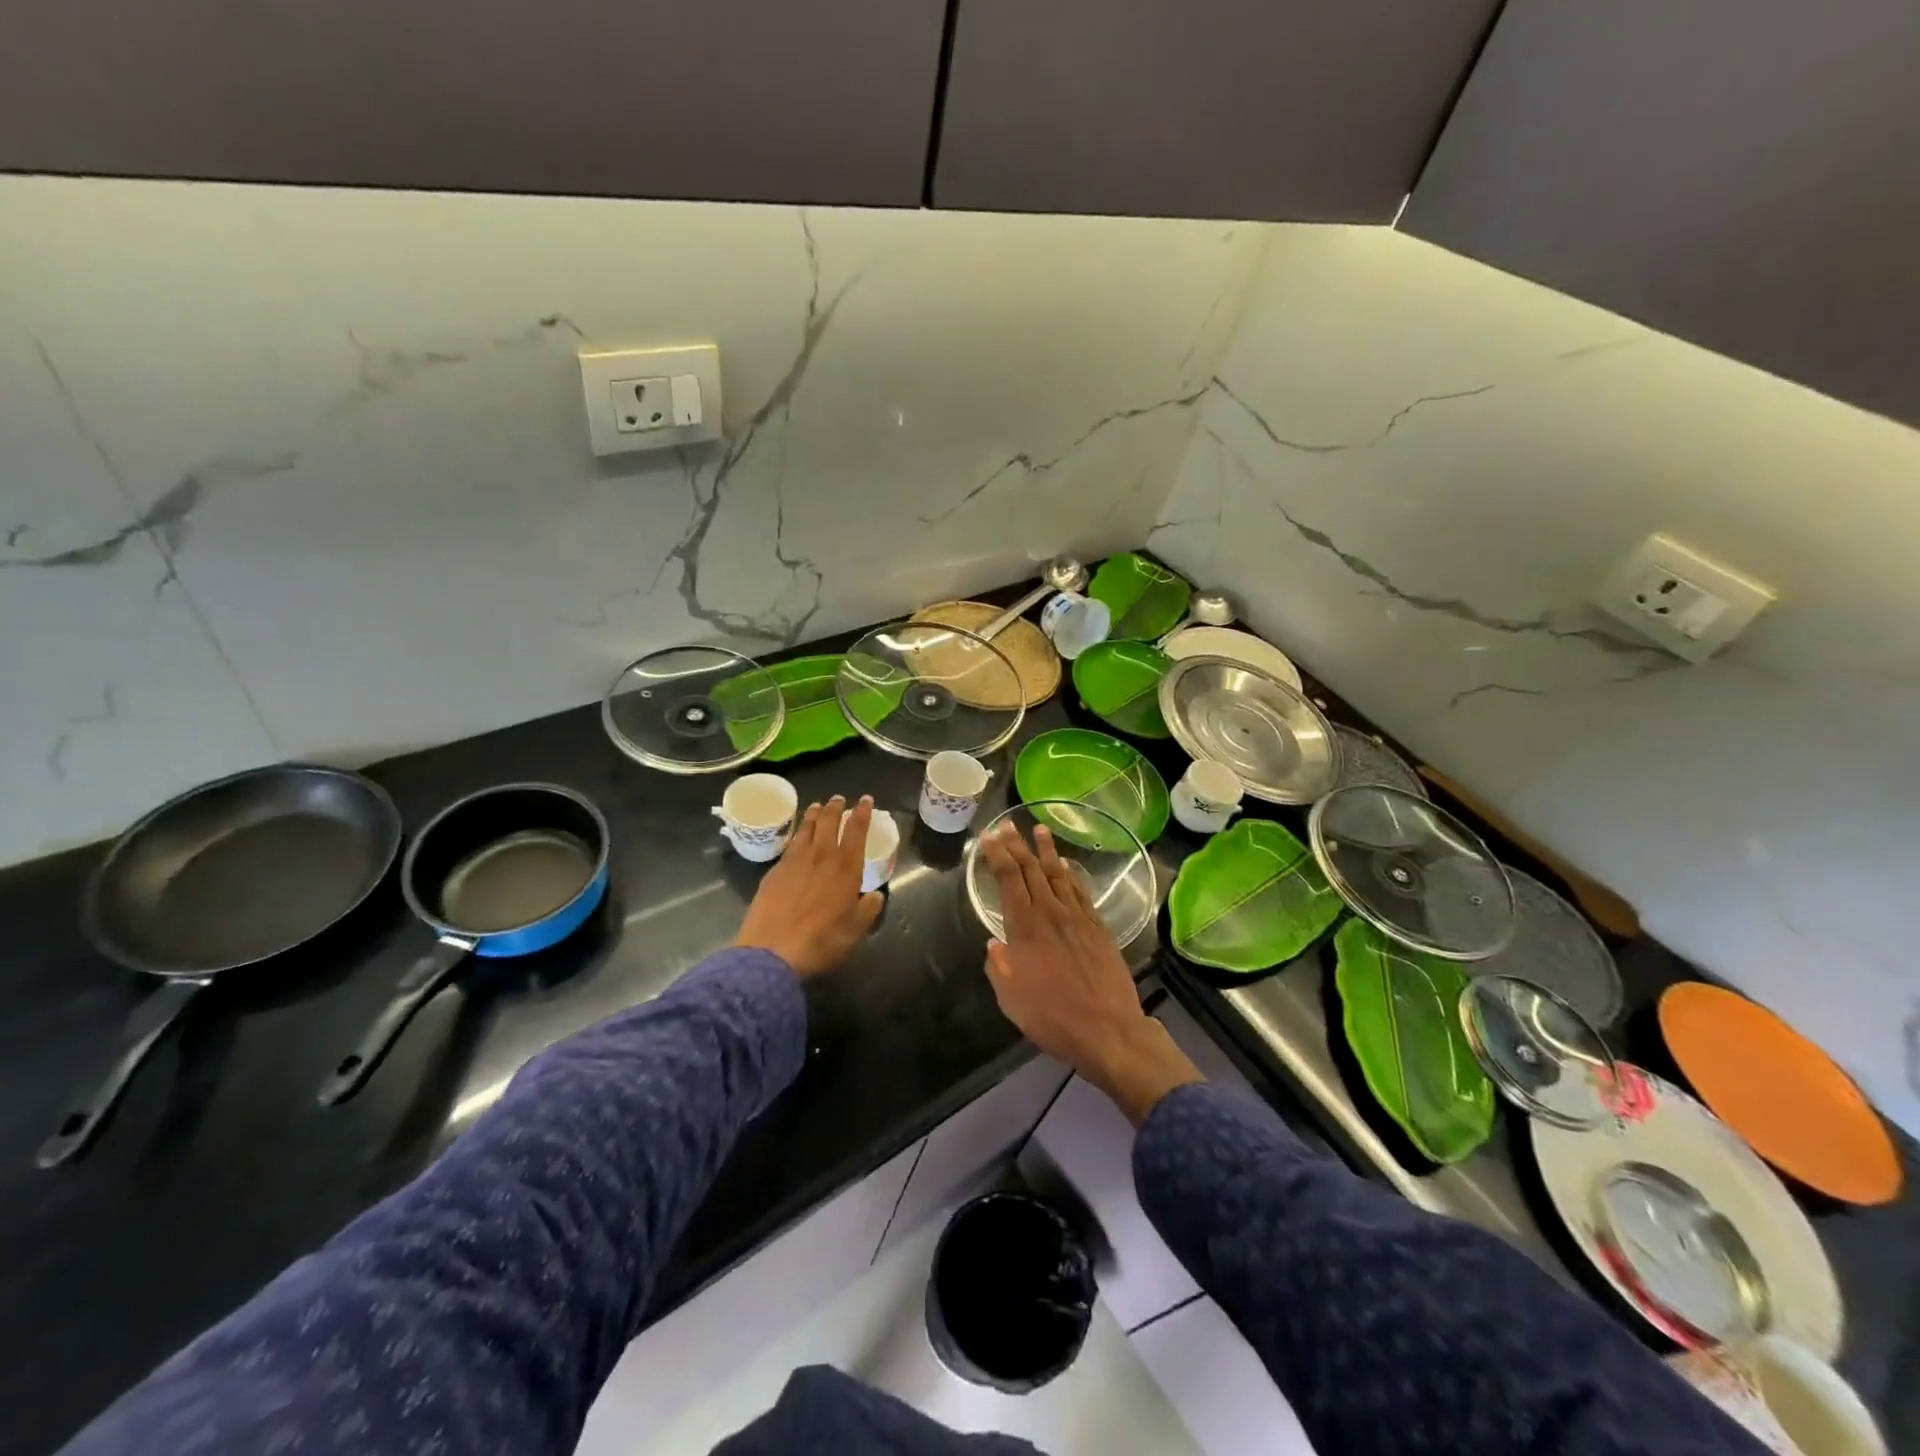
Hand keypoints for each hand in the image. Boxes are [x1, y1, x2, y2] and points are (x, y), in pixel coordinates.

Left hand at [735, 795, 884, 978]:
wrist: (772, 951)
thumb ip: (868, 909)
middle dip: (836, 807)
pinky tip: (798, 837)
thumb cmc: (822, 941)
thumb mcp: (855, 930)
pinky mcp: (774, 871)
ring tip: (818, 806)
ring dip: (814, 814)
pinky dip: (798, 834)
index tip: (866, 800)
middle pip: (829, 822)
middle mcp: (821, 856)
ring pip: (807, 828)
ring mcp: (794, 861)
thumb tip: (875, 896)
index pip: (857, 830)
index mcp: (846, 868)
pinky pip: (790, 844)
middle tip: (839, 798)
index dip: (863, 813)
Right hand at [980, 822, 1200, 1124]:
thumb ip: (999, 966)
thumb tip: (994, 944)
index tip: (989, 836)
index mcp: (1026, 928)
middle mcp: (1051, 914)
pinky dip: (1072, 874)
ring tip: (1039, 829)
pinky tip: (1067, 865)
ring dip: (1047, 850)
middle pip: (1032, 870)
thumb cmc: (1052, 1016)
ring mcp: (1078, 918)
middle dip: (1018, 845)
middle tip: (1008, 824)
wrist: (1108, 1030)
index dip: (998, 855)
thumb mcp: (1010, 998)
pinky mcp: (1099, 928)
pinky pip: (1081, 892)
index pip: (1009, 879)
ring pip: (1059, 874)